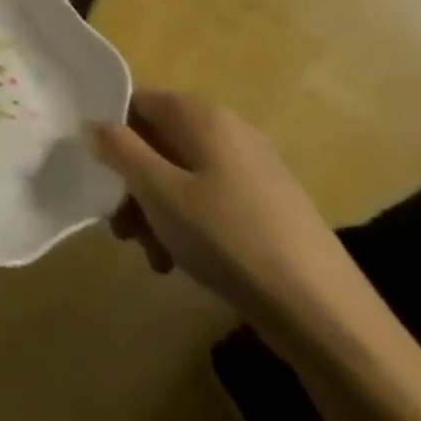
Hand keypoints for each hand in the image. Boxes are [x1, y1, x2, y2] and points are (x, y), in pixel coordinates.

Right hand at [89, 91, 371, 350]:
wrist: (328, 319)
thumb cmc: (230, 239)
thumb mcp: (159, 193)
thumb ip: (119, 150)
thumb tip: (92, 123)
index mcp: (204, 117)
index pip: (137, 101)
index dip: (108, 129)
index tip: (92, 168)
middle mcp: (230, 133)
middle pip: (157, 142)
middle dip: (130, 181)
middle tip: (118, 224)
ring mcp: (253, 171)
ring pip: (180, 175)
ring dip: (153, 209)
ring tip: (148, 252)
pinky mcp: (267, 208)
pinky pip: (208, 200)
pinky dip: (185, 223)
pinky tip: (178, 262)